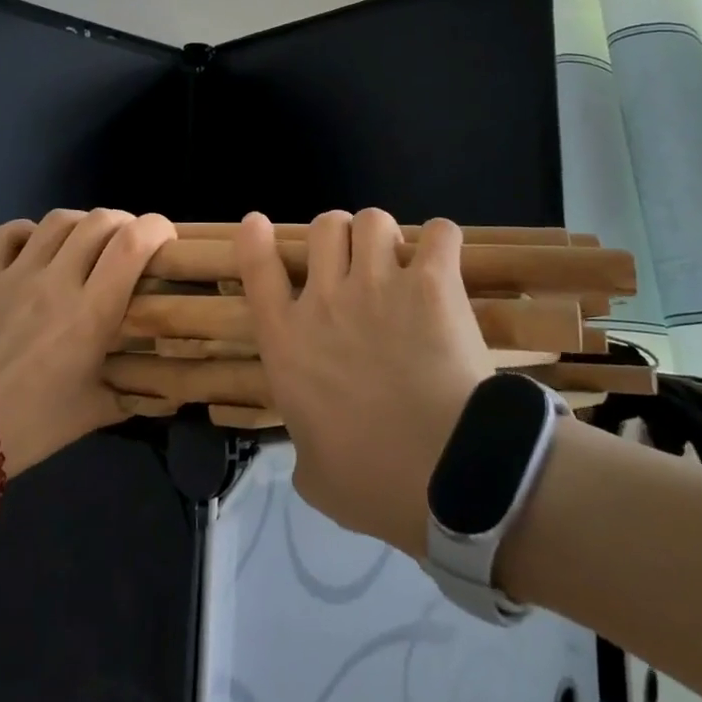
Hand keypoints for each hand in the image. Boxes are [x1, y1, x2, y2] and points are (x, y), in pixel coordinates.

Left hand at [0, 208, 175, 478]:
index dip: (156, 229)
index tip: (164, 240)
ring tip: (85, 243)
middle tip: (128, 244)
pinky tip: (34, 247)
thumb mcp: (94, 412)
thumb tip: (173, 394)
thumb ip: (135, 392)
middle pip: (99, 222)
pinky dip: (28, 231)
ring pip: (57, 221)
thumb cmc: (28, 427)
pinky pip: (7, 233)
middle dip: (124, 223)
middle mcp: (57, 281)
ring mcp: (14, 275)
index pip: (133, 243)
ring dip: (81, 224)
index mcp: (92, 313)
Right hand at [236, 209, 497, 555]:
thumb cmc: (373, 482)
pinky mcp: (431, 283)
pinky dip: (441, 240)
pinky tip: (444, 260)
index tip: (258, 224)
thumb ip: (304, 450)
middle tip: (358, 262)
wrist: (447, 476)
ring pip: (372, 219)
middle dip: (339, 236)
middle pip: (324, 227)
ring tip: (402, 260)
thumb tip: (312, 451)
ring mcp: (378, 285)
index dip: (254, 240)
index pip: (258, 271)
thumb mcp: (314, 476)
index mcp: (287, 343)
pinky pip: (437, 233)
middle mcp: (326, 300)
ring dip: (386, 236)